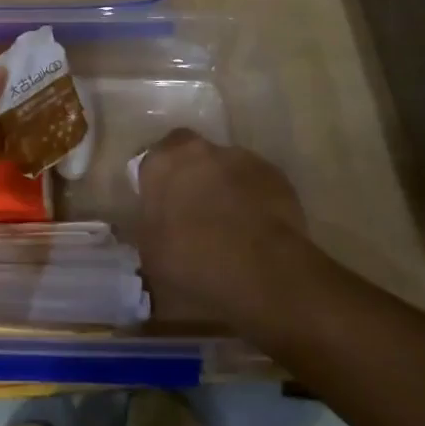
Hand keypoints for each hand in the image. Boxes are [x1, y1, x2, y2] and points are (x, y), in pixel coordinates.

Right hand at [134, 129, 319, 330]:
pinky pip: (256, 184)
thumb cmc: (193, 264)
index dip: (158, 183)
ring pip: (226, 168)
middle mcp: (198, 151)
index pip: (152, 162)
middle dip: (192, 177)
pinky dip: (255, 200)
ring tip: (232, 226)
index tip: (163, 207)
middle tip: (196, 213)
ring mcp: (240, 159)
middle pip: (191, 156)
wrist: (262, 274)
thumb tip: (154, 229)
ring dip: (225, 187)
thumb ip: (149, 230)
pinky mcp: (275, 175)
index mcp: (160, 165)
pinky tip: (258, 231)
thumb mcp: (151, 256)